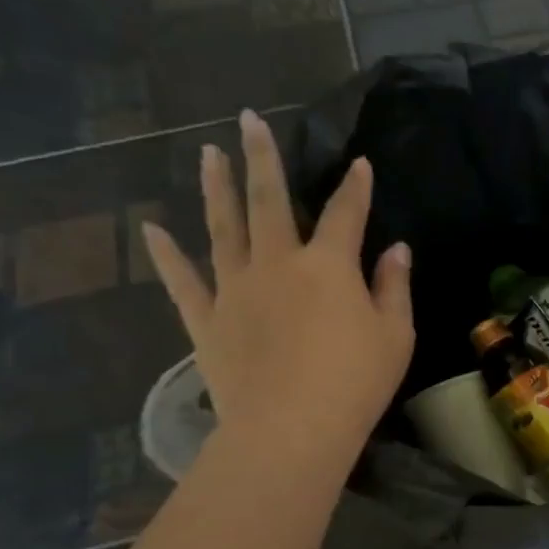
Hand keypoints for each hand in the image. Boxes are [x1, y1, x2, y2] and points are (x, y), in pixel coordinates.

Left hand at [142, 110, 413, 474]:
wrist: (292, 428)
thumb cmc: (356, 383)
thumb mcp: (395, 336)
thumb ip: (394, 288)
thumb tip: (396, 250)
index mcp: (328, 266)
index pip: (345, 214)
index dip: (355, 188)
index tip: (358, 163)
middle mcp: (277, 263)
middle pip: (269, 202)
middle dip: (263, 158)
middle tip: (249, 120)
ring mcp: (235, 288)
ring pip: (222, 227)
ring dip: (216, 187)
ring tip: (207, 153)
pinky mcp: (207, 319)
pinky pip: (183, 280)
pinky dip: (167, 255)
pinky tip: (152, 229)